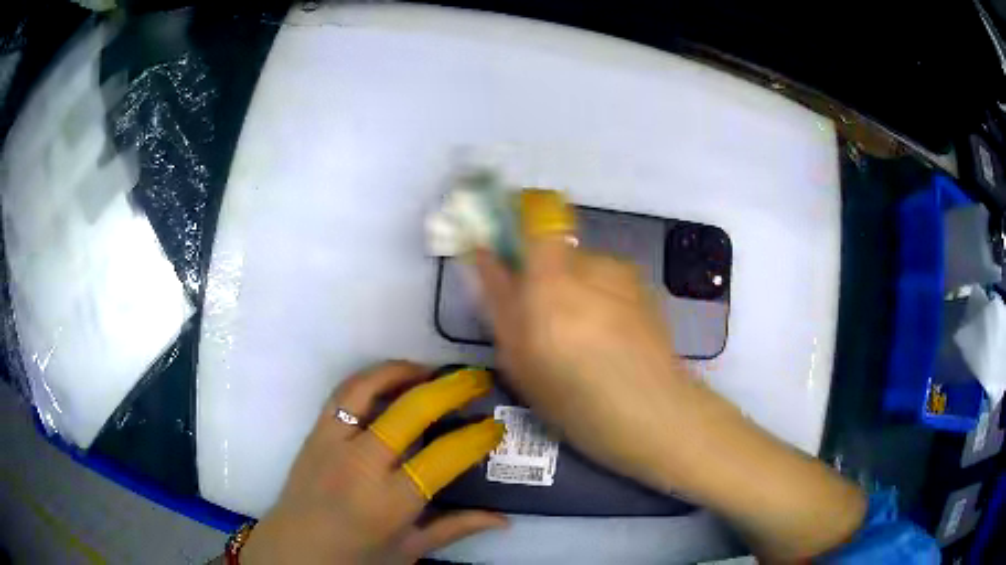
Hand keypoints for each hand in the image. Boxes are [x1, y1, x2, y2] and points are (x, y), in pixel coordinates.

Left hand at [242, 362, 506, 564]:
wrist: (294, 550)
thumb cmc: (355, 557)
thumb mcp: (409, 549)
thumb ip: (456, 529)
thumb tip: (504, 519)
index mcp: (390, 503)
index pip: (443, 457)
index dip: (475, 437)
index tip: (493, 426)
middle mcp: (361, 465)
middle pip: (411, 410)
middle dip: (451, 388)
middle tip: (476, 380)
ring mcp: (332, 442)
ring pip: (370, 387)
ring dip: (406, 371)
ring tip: (434, 370)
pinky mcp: (315, 431)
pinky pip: (344, 391)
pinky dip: (372, 376)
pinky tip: (392, 379)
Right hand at [476, 236, 692, 489]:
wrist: (654, 415)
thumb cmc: (574, 397)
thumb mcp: (519, 358)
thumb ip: (499, 299)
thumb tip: (484, 254)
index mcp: (552, 278)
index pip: (538, 216)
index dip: (521, 218)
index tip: (508, 246)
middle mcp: (591, 263)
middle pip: (557, 249)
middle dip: (543, 274)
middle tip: (543, 322)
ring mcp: (624, 275)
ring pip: (585, 270)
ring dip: (575, 291)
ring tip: (583, 341)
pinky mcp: (646, 290)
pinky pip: (609, 284)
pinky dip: (601, 302)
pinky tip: (611, 342)